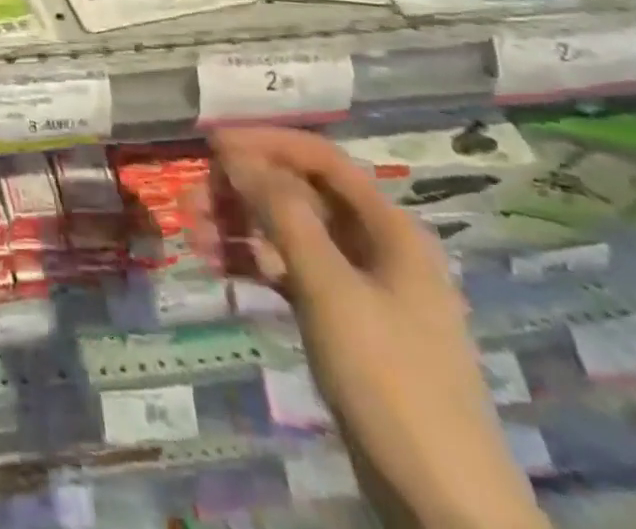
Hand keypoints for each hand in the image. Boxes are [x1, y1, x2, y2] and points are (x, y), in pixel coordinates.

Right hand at [212, 127, 546, 528]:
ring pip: (290, 234)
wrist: (444, 506)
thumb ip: (283, 214)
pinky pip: (290, 273)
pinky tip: (216, 264)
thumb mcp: (331, 288)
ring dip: (240, 226)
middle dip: (244, 189)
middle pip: (301, 195)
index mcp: (390, 229)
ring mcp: (359, 287)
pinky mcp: (342, 322)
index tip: (211, 143)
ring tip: (191, 232)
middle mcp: (376, 247)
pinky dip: (254, 264)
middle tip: (191, 197)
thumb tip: (237, 154)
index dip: (266, 142)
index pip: (322, 159)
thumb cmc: (392, 379)